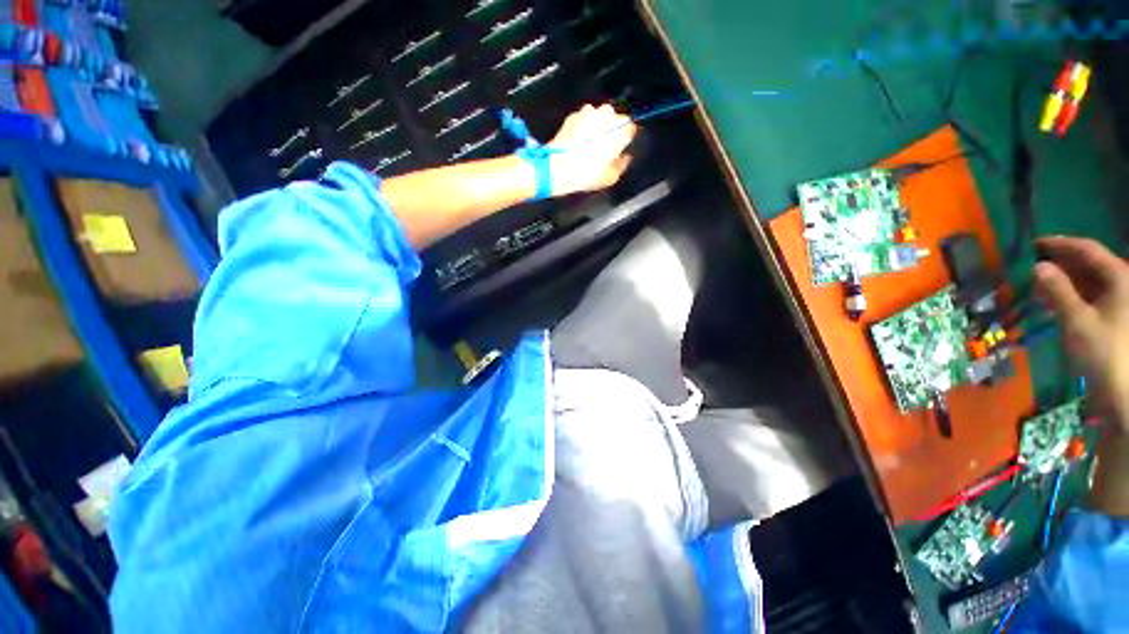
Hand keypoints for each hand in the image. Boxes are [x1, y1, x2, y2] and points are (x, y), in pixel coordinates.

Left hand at [545, 104, 636, 196]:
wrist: (558, 168)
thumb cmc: (587, 174)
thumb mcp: (610, 177)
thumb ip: (622, 164)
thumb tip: (624, 158)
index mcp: (621, 129)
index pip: (631, 129)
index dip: (626, 139)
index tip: (620, 148)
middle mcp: (607, 115)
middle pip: (615, 119)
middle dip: (611, 130)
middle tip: (604, 149)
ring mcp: (589, 111)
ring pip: (598, 117)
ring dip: (597, 127)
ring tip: (589, 145)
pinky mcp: (573, 114)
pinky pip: (583, 119)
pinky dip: (583, 127)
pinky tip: (577, 143)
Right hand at [1034, 236, 1128, 431]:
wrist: (1125, 391)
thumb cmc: (1104, 351)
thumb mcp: (1077, 320)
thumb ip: (1058, 290)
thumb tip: (1038, 266)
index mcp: (1119, 277)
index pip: (1087, 249)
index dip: (1061, 244)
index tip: (1035, 244)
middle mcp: (1123, 283)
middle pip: (1091, 264)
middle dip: (1062, 264)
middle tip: (1034, 266)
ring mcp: (1121, 301)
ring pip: (1091, 281)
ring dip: (1066, 281)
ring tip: (1040, 285)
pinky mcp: (1116, 317)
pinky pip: (1094, 296)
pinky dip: (1074, 295)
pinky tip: (1057, 301)